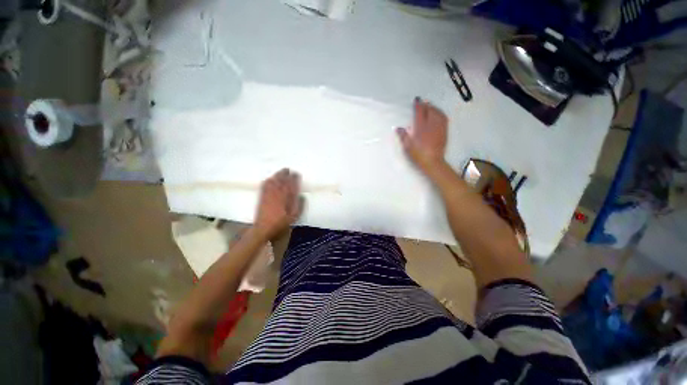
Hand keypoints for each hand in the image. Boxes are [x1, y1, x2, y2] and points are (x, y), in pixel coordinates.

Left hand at [254, 168, 304, 239]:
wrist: (263, 227)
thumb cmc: (281, 222)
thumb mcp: (294, 216)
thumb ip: (299, 206)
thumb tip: (302, 196)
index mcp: (286, 197)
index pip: (291, 184)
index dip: (294, 178)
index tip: (297, 174)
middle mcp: (278, 193)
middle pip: (282, 180)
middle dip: (285, 174)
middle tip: (288, 169)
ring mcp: (269, 194)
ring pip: (274, 181)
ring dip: (277, 175)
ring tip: (281, 171)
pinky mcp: (262, 196)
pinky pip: (265, 185)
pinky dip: (268, 180)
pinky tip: (270, 178)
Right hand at [396, 97, 447, 173]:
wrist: (432, 162)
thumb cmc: (418, 154)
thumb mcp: (407, 146)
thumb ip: (403, 136)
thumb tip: (398, 128)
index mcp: (420, 127)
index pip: (419, 112)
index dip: (418, 105)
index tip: (416, 100)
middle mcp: (431, 124)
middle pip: (429, 110)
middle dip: (426, 105)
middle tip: (422, 103)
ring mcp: (439, 127)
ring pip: (438, 112)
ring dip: (433, 107)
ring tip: (430, 106)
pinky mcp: (444, 131)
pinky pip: (443, 118)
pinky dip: (440, 113)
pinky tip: (438, 114)